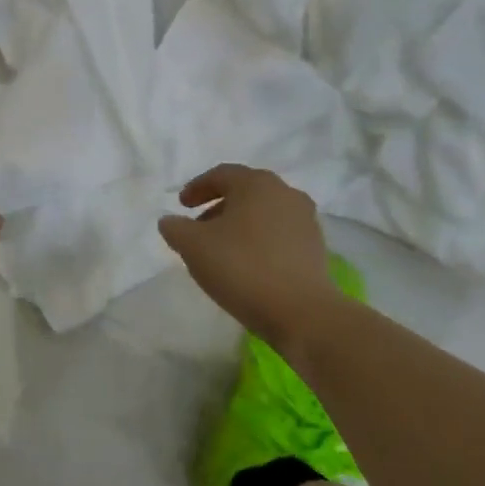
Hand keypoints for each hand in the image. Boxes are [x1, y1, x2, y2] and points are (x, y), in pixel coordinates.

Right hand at [158, 164, 339, 347]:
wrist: (300, 311)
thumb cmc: (242, 268)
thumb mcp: (194, 247)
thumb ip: (176, 229)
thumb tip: (169, 221)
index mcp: (256, 184)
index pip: (221, 174)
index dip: (197, 188)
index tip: (181, 205)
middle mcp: (285, 193)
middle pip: (245, 192)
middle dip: (218, 207)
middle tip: (198, 227)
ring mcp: (305, 219)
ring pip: (263, 213)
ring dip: (238, 224)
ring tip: (220, 249)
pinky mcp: (315, 246)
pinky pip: (278, 233)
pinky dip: (258, 240)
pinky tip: (247, 264)